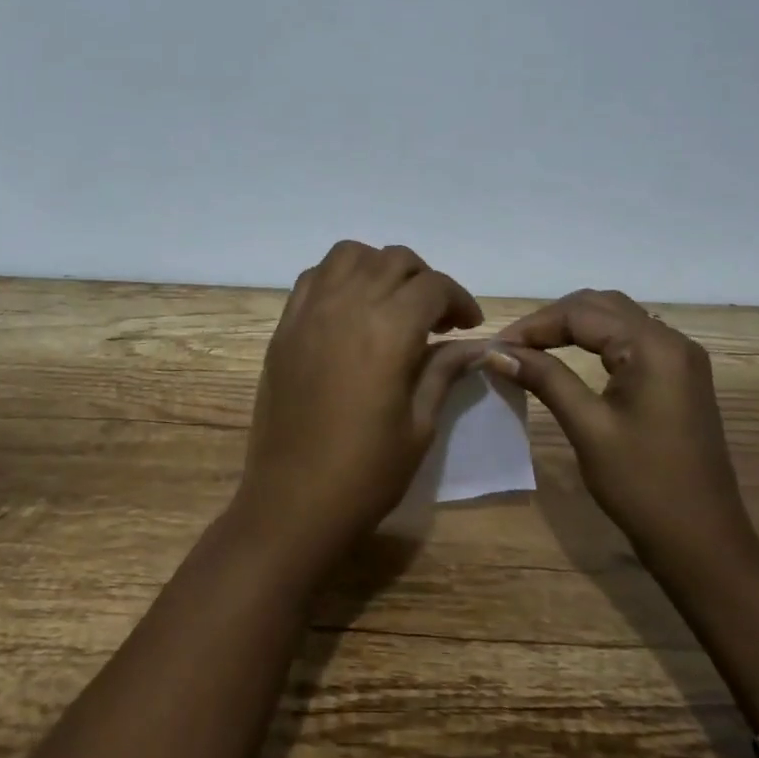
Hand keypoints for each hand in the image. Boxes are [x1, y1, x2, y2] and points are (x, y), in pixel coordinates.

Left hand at [232, 241, 487, 576]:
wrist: (292, 503)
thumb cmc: (365, 474)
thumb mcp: (420, 426)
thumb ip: (444, 371)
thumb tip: (474, 345)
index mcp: (387, 331)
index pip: (433, 286)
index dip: (459, 299)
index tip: (469, 325)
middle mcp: (346, 305)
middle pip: (394, 260)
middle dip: (424, 280)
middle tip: (436, 318)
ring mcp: (309, 311)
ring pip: (350, 254)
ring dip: (379, 267)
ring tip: (391, 303)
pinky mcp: (284, 325)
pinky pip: (313, 276)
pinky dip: (339, 277)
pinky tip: (350, 309)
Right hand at [490, 289, 758, 579]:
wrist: (703, 545)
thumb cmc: (643, 487)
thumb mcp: (588, 428)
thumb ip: (545, 379)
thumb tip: (497, 351)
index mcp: (654, 347)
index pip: (581, 313)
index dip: (534, 325)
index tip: (495, 347)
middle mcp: (672, 340)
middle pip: (600, 306)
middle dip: (552, 320)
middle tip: (511, 346)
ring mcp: (680, 358)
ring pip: (615, 318)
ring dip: (573, 326)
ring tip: (532, 348)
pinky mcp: (679, 377)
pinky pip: (630, 340)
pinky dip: (595, 341)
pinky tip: (568, 356)